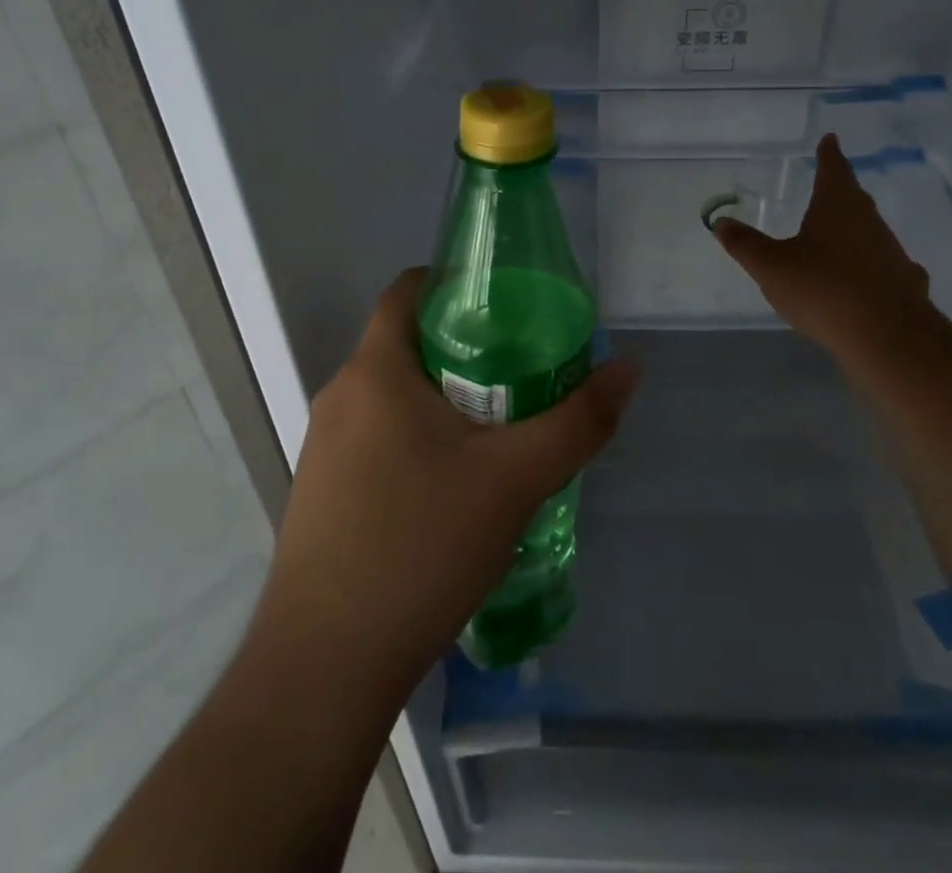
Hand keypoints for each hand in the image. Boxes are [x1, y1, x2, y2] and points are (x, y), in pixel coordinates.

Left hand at [264, 268, 639, 695]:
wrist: (324, 667)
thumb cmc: (420, 546)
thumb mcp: (515, 479)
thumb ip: (578, 420)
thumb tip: (628, 367)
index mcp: (375, 371)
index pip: (407, 291)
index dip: (455, 283)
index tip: (505, 305)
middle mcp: (341, 396)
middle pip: (406, 344)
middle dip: (464, 348)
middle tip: (522, 370)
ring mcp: (324, 447)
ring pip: (393, 397)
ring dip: (443, 399)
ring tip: (499, 428)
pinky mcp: (322, 493)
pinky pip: (377, 439)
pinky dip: (419, 439)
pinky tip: (455, 487)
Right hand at [714, 133, 934, 365]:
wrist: (887, 336)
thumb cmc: (823, 289)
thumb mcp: (771, 267)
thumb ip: (745, 244)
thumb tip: (721, 221)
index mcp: (837, 206)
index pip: (833, 169)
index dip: (829, 154)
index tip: (830, 139)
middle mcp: (869, 222)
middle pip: (854, 198)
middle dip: (840, 190)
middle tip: (830, 183)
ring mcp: (892, 252)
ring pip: (870, 231)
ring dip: (854, 229)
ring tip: (838, 234)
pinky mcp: (905, 283)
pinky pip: (884, 265)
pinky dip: (871, 265)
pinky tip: (866, 279)